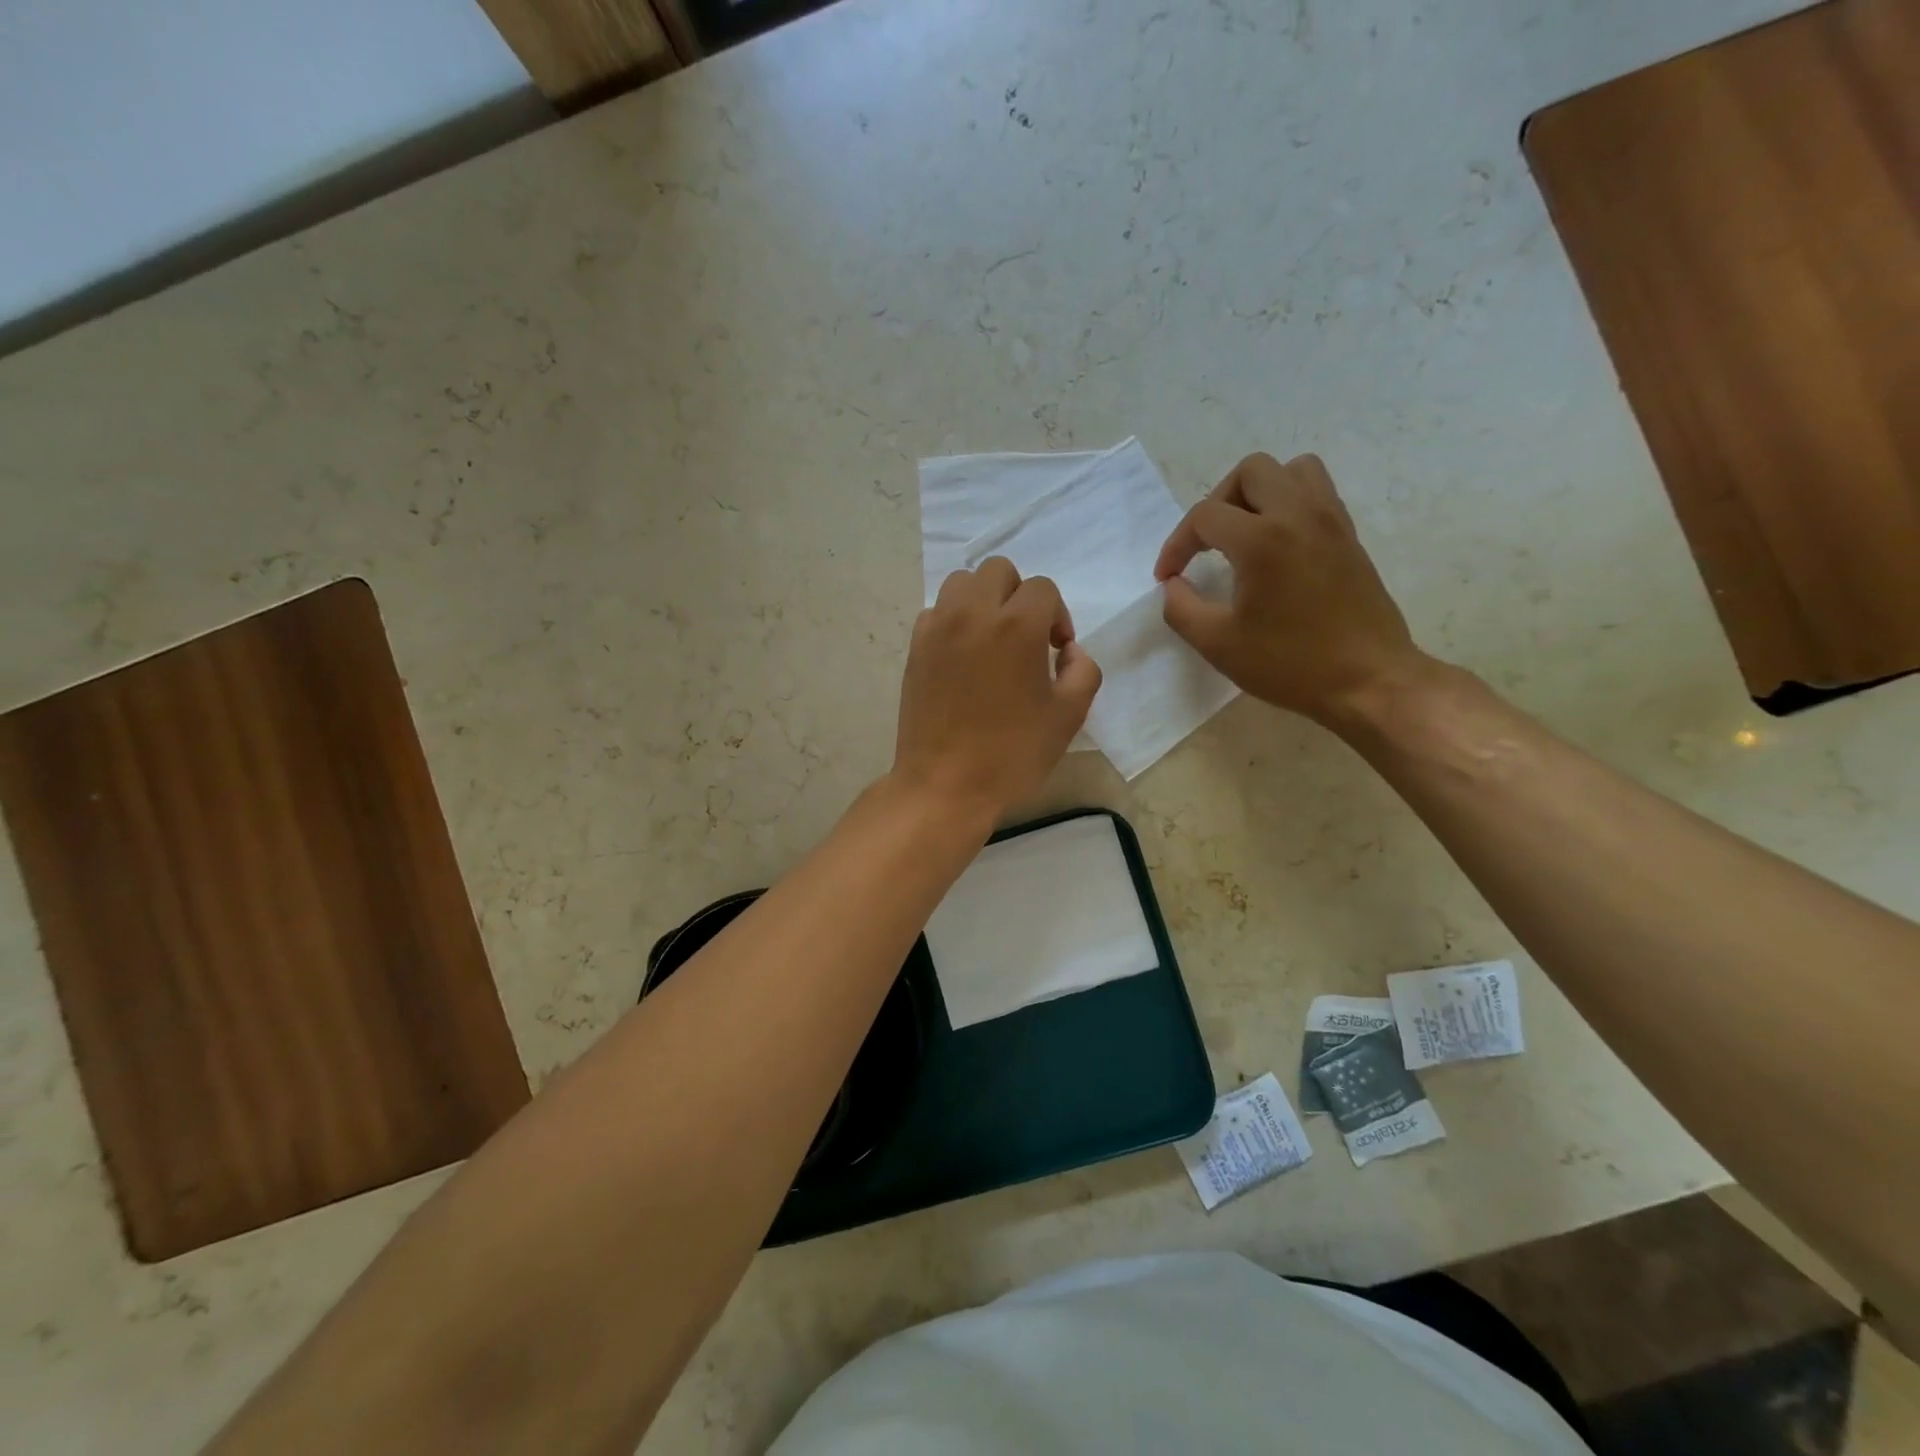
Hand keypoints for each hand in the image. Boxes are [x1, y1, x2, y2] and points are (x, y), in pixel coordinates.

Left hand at [893, 558, 1101, 818]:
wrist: (945, 784)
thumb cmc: (1012, 754)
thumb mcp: (1068, 716)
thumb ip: (1083, 670)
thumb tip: (1068, 650)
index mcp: (1017, 626)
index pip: (1043, 589)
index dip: (1057, 616)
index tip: (1056, 651)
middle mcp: (973, 613)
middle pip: (999, 571)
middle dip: (1019, 595)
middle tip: (1026, 638)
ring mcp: (938, 628)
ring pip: (961, 582)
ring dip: (983, 600)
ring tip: (992, 639)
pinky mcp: (915, 647)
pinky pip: (936, 612)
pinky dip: (953, 620)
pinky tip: (963, 657)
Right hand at [1155, 452, 1426, 725]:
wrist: (1369, 680)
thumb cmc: (1290, 664)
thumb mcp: (1218, 644)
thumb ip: (1181, 608)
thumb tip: (1174, 584)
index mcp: (1262, 540)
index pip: (1204, 516)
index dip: (1176, 544)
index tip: (1168, 578)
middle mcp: (1298, 515)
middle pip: (1250, 472)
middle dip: (1217, 502)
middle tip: (1206, 544)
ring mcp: (1330, 521)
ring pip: (1291, 470)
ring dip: (1259, 493)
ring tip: (1244, 533)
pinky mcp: (1349, 535)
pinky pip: (1317, 492)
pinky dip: (1289, 503)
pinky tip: (1276, 545)